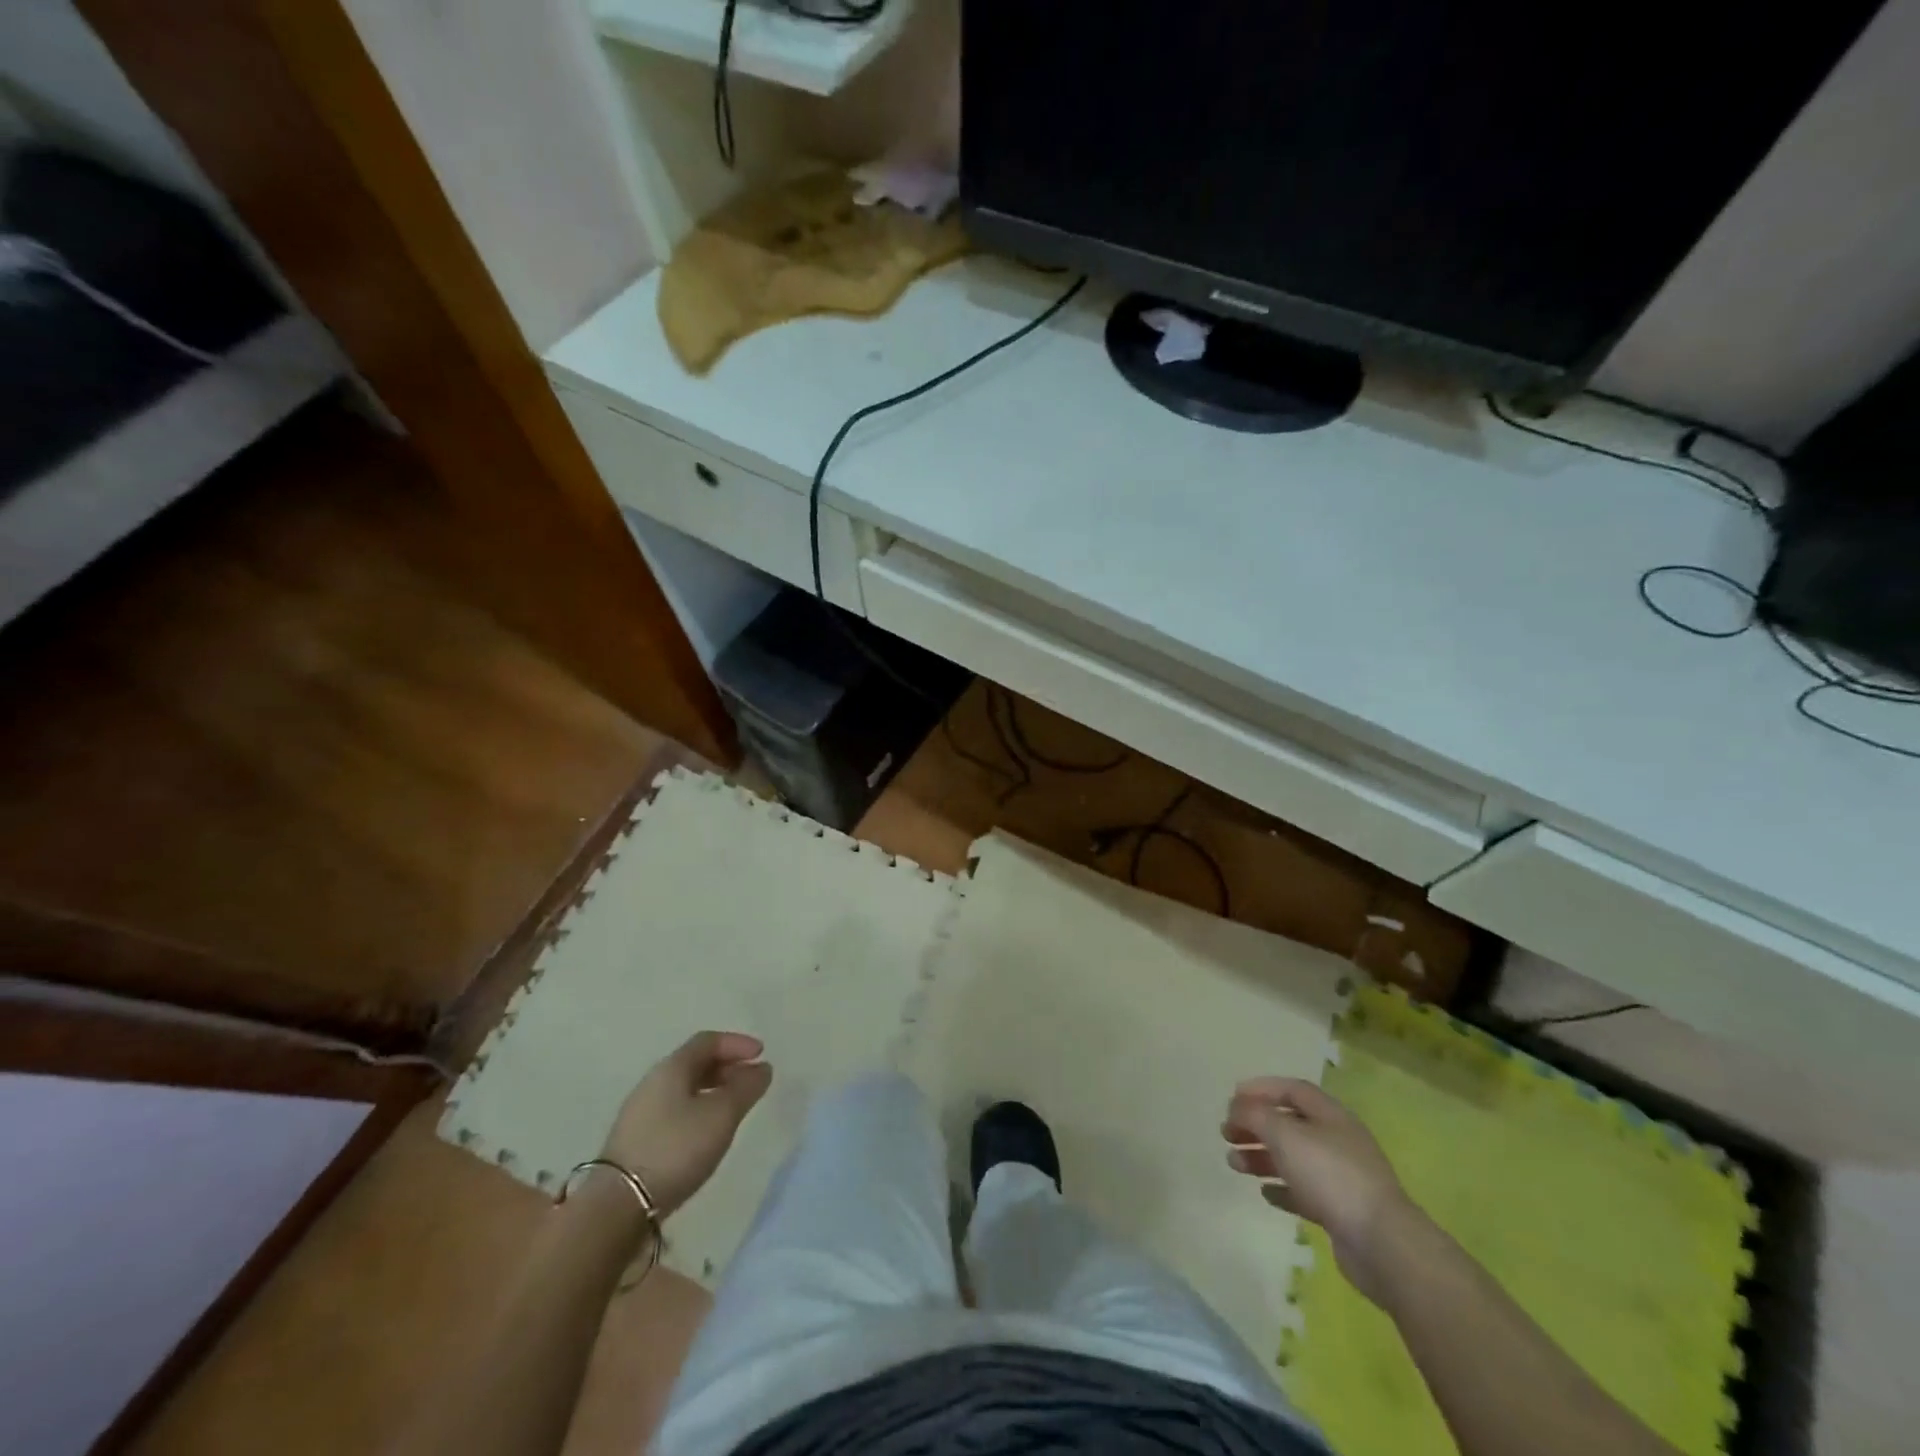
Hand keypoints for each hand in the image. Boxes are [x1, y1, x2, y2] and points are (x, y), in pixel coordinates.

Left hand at [600, 1031, 771, 1216]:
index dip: (737, 1043)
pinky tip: (706, 1133)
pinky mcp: (635, 1140)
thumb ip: (745, 1088)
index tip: (761, 1055)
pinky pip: (674, 1111)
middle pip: (694, 1063)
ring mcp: (640, 1113)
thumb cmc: (676, 1148)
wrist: (617, 1205)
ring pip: (684, 1089)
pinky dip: (698, 1110)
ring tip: (734, 1109)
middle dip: (727, 1067)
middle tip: (751, 1082)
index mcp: (672, 1068)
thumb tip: (762, 1068)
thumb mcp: (721, 1115)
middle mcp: (653, 1082)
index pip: (708, 1041)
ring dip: (713, 1091)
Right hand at [1222, 1077, 1413, 1305]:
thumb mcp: (1285, 1135)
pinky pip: (1304, 1191)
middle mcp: (1337, 1140)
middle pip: (1290, 1124)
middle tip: (1226, 1133)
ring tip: (1234, 1164)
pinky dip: (1282, 1188)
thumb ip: (1256, 1115)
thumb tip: (1238, 1108)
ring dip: (1262, 1157)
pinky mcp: (1340, 1210)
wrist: (1381, 1244)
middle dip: (1256, 1125)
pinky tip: (1265, 1193)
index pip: (1292, 1090)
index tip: (1232, 1098)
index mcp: (1330, 1115)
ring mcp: (1341, 1177)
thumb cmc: (1330, 1176)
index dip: (1261, 1089)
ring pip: (1293, 1158)